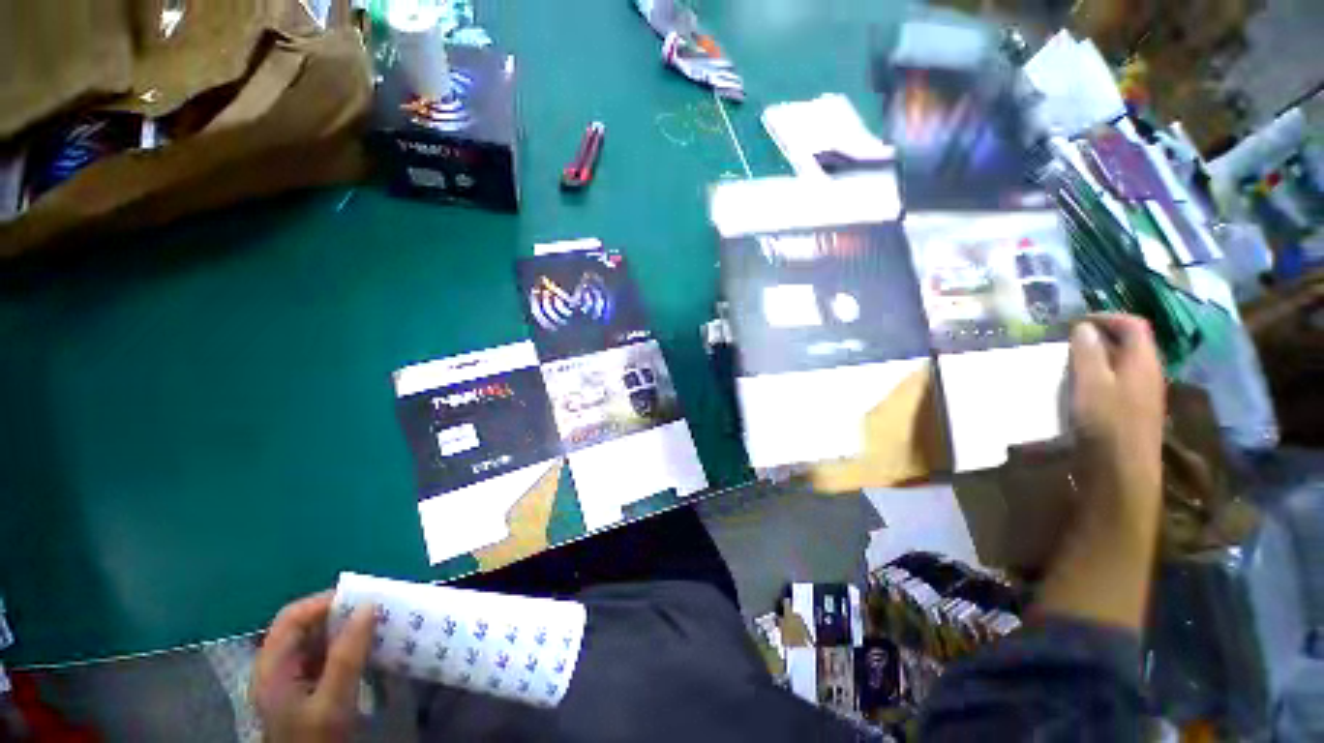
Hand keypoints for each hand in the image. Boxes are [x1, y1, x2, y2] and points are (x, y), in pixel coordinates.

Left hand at [251, 592, 375, 742]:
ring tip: (379, 627)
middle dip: (342, 614)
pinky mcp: (308, 689)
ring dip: (348, 630)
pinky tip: (369, 650)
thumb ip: (347, 655)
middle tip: (377, 611)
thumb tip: (369, 606)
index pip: (292, 617)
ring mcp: (292, 680)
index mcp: (273, 667)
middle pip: (305, 626)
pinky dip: (348, 647)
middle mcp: (278, 668)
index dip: (325, 602)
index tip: (364, 599)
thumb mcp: (332, 702)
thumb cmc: (316, 740)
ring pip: (318, 640)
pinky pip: (326, 656)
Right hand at [1068, 314, 1164, 523]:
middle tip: (1071, 342)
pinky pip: (1120, 382)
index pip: (1134, 325)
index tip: (1077, 322)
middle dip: (1102, 336)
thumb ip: (1087, 352)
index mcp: (1143, 362)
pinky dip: (1101, 376)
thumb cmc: (1106, 422)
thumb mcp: (1090, 383)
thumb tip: (1084, 327)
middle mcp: (1150, 373)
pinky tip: (1083, 388)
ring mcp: (1144, 394)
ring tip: (1072, 363)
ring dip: (1100, 357)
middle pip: (1132, 343)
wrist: (1122, 470)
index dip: (1107, 317)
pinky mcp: (1134, 411)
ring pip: (1125, 364)